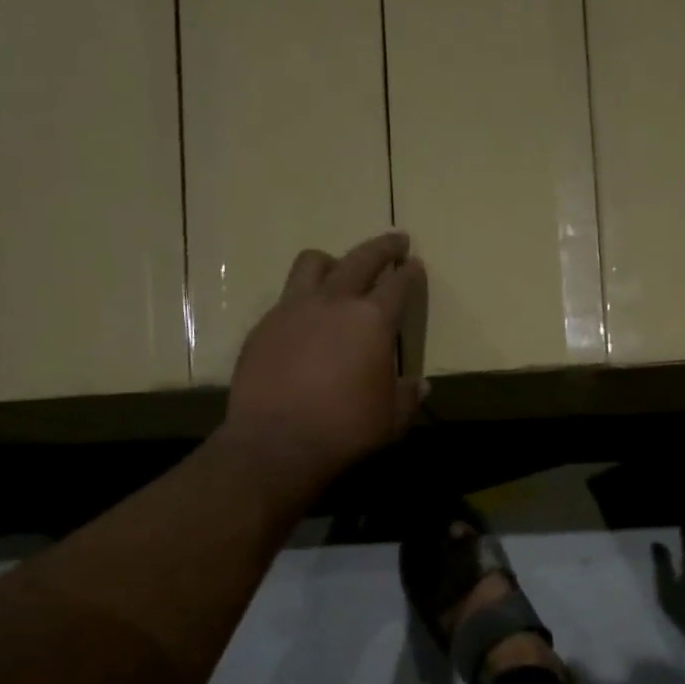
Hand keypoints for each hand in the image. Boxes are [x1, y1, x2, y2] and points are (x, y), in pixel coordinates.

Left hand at [220, 233, 426, 498]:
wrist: (277, 442)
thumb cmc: (346, 429)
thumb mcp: (391, 418)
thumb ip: (408, 396)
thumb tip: (420, 385)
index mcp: (373, 320)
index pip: (398, 284)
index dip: (409, 273)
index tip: (415, 264)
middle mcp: (334, 302)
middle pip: (360, 258)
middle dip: (382, 247)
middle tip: (395, 241)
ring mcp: (293, 309)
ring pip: (314, 263)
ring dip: (334, 261)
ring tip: (340, 269)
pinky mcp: (264, 326)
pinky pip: (287, 297)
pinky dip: (304, 298)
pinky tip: (306, 319)